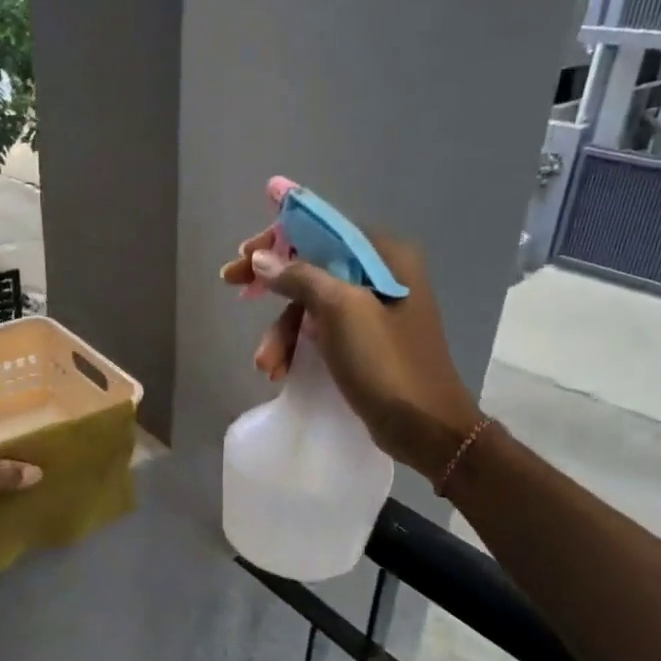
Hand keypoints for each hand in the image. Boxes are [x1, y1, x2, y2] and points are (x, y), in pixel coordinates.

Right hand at [221, 228, 482, 480]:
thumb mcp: (339, 311)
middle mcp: (383, 275)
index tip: (243, 256)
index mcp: (386, 256)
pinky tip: (282, 371)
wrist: (424, 428)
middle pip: (313, 268)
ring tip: (267, 365)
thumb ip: (299, 276)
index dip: (279, 240)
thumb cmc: (385, 363)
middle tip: (236, 291)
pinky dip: (298, 347)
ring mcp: (376, 311)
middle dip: (274, 290)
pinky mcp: (368, 342)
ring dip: (283, 332)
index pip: (323, 231)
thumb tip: (261, 258)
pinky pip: (322, 331)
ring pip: (313, 305)